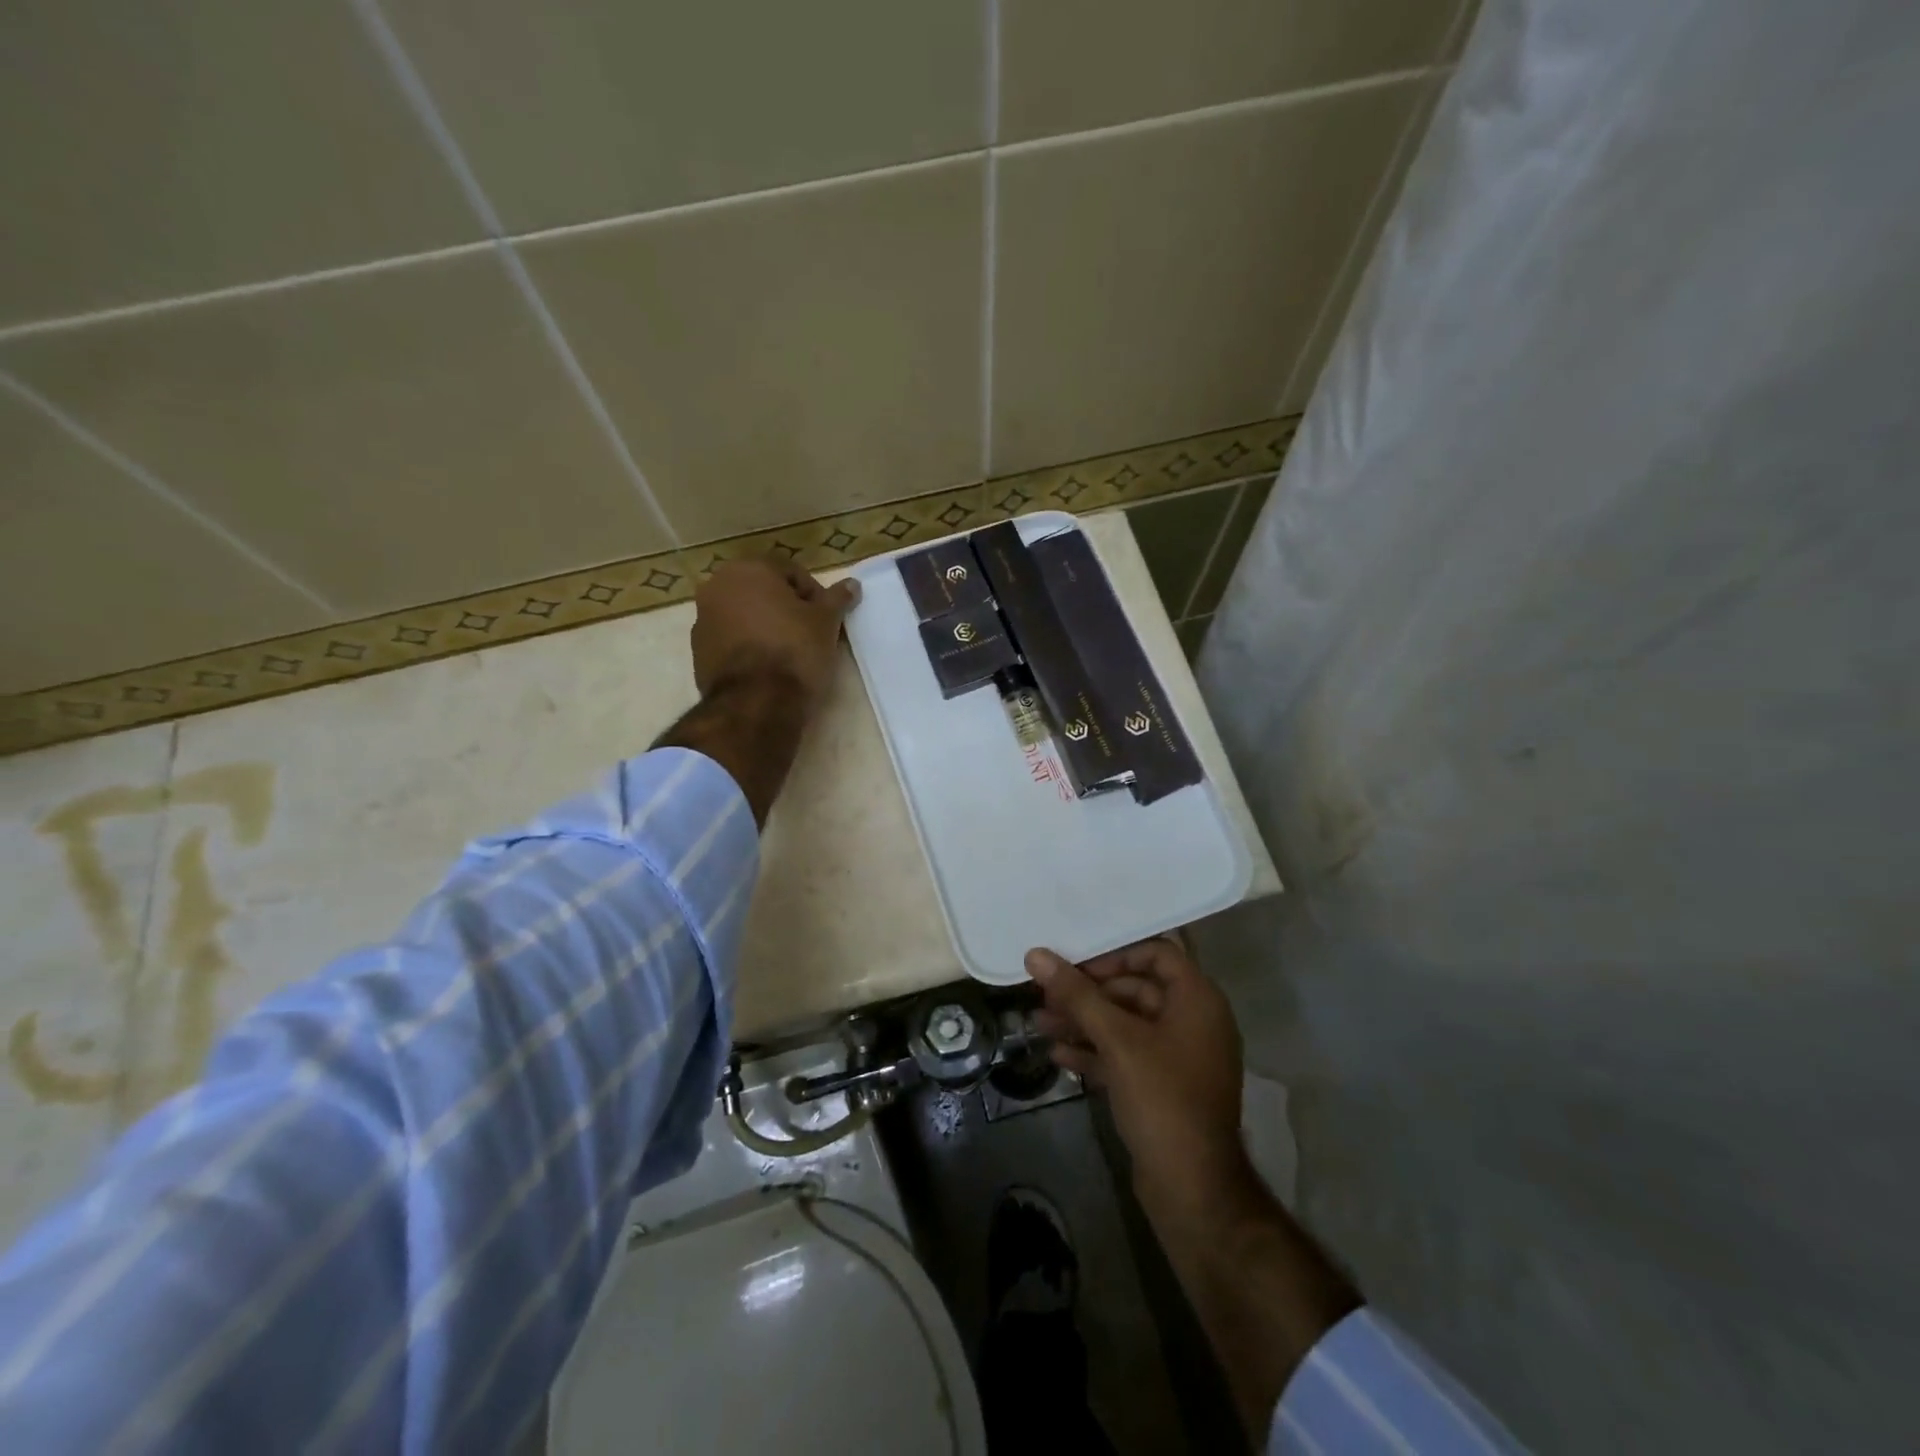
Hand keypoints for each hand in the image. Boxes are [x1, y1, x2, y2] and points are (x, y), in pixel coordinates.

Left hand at [691, 558, 860, 706]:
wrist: (755, 704)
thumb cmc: (795, 651)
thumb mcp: (826, 623)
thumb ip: (837, 599)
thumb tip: (852, 584)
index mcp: (748, 570)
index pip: (791, 572)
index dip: (815, 595)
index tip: (827, 620)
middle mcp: (717, 586)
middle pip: (764, 591)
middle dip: (787, 608)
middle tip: (810, 633)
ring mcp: (702, 620)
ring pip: (745, 615)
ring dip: (766, 626)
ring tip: (789, 653)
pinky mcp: (698, 652)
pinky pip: (731, 640)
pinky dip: (748, 646)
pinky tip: (767, 668)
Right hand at [1026, 939, 1249, 1204]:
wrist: (1193, 1189)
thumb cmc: (1162, 1099)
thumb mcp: (1117, 1040)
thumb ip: (1076, 995)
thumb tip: (1035, 955)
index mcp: (1197, 1000)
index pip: (1157, 953)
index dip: (1116, 954)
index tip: (1077, 964)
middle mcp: (1192, 1022)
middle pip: (1135, 989)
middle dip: (1089, 992)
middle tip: (1046, 994)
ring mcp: (1178, 1057)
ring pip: (1126, 1024)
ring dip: (1084, 1021)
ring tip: (1040, 1022)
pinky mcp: (1162, 1087)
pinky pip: (1126, 1055)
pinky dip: (1095, 1051)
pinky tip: (1058, 1054)